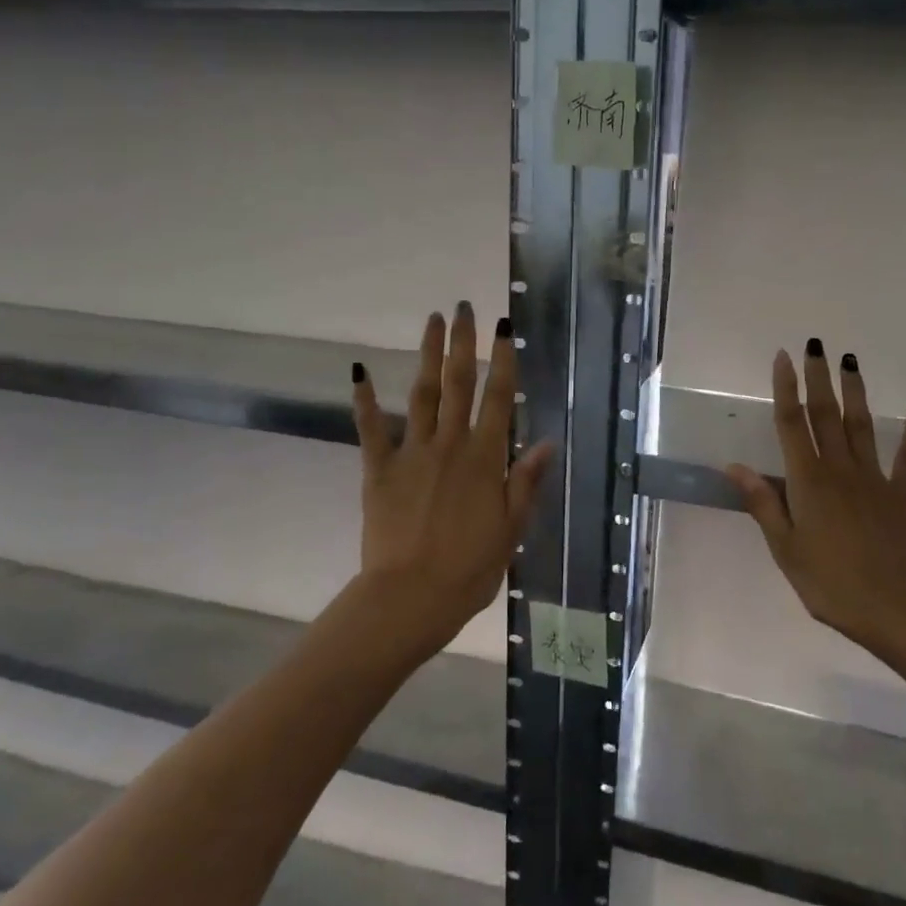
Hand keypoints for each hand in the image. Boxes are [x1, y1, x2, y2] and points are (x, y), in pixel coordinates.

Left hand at [352, 303, 555, 653]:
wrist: (410, 597)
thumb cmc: (469, 569)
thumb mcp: (510, 529)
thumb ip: (526, 481)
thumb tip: (547, 442)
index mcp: (485, 459)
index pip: (498, 399)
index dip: (503, 360)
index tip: (504, 327)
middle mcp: (450, 445)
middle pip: (458, 383)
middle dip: (462, 342)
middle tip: (463, 307)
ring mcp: (412, 453)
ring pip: (422, 393)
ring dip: (427, 355)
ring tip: (430, 321)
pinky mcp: (379, 469)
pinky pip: (371, 429)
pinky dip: (364, 400)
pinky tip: (358, 371)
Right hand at [727, 339, 905, 649]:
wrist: (892, 608)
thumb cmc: (827, 581)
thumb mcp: (784, 547)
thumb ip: (762, 502)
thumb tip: (733, 466)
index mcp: (807, 481)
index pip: (791, 424)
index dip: (785, 388)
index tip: (783, 357)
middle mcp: (839, 469)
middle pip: (825, 415)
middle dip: (818, 378)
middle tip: (816, 344)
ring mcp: (874, 479)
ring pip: (861, 426)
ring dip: (855, 391)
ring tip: (851, 360)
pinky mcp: (900, 494)